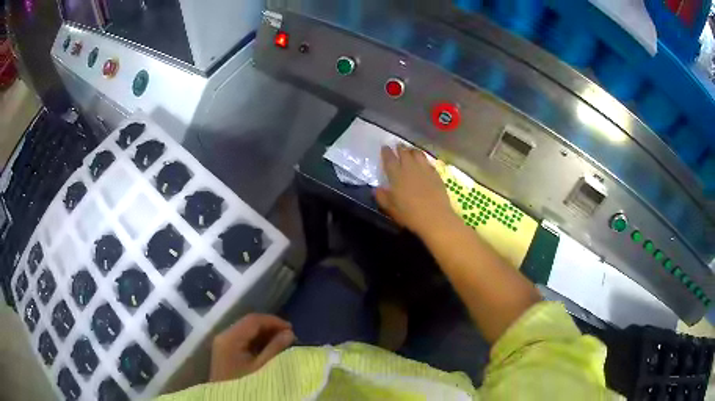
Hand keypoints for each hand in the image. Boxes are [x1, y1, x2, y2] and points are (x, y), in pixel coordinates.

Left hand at [210, 313, 294, 381]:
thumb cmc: (246, 384)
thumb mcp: (262, 368)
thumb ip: (275, 348)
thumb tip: (289, 333)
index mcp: (230, 338)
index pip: (253, 320)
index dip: (273, 321)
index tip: (292, 329)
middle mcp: (224, 336)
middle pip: (248, 324)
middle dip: (270, 328)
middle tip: (289, 337)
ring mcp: (223, 344)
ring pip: (246, 332)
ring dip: (265, 335)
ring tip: (282, 343)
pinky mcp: (226, 352)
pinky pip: (243, 341)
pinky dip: (257, 342)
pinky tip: (269, 349)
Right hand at [376, 145, 456, 236]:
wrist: (435, 217)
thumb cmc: (410, 215)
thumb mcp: (391, 209)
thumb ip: (382, 197)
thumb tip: (376, 189)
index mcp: (396, 175)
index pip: (389, 159)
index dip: (386, 152)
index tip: (384, 147)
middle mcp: (410, 168)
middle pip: (404, 152)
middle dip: (400, 148)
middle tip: (398, 146)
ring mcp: (424, 169)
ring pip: (417, 153)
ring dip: (412, 150)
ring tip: (410, 150)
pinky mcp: (436, 174)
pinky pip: (428, 162)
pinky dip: (423, 159)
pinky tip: (423, 162)